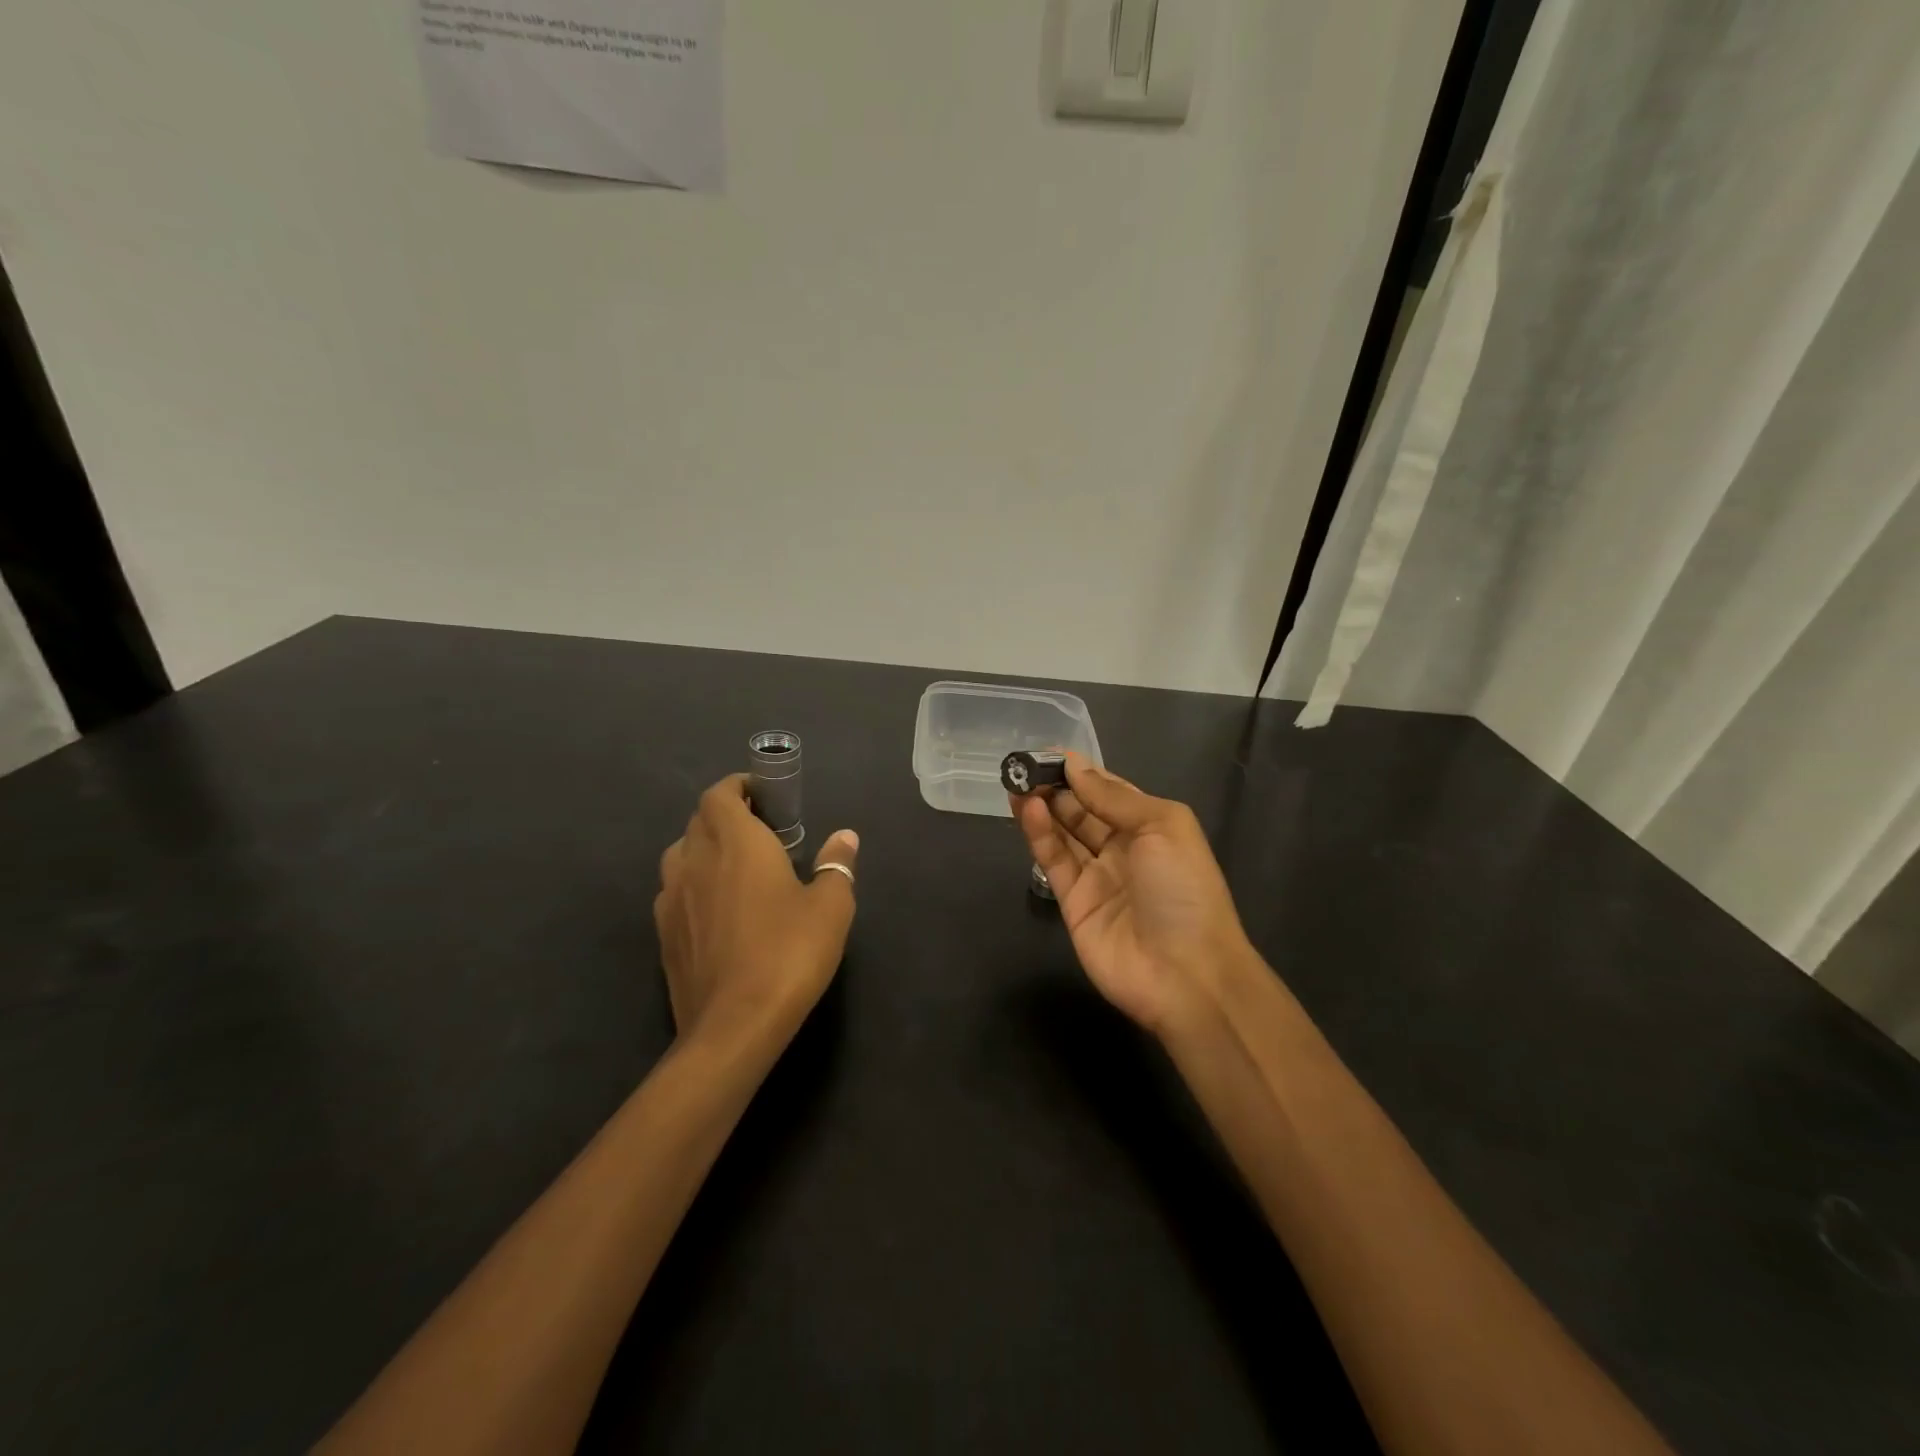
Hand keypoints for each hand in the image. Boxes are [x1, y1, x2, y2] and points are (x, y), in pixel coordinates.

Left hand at [655, 776, 859, 1050]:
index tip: (764, 796)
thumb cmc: (788, 953)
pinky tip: (716, 910)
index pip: (720, 794)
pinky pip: (674, 892)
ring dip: (704, 848)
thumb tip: (845, 837)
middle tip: (761, 833)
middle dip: (725, 815)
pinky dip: (692, 885)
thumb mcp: (830, 907)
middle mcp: (696, 860)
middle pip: (698, 820)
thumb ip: (836, 864)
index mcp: (736, 842)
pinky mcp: (662, 934)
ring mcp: (672, 898)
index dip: (738, 787)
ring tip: (735, 867)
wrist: (734, 1025)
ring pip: (680, 854)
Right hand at [1013, 753, 1252, 1034]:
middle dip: (1056, 787)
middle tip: (1024, 766)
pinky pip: (1054, 861)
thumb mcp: (1162, 826)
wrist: (1186, 973)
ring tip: (1016, 782)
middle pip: (1082, 811)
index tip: (1050, 752)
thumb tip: (1075, 765)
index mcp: (1151, 827)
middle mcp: (1122, 848)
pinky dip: (1040, 835)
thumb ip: (1114, 797)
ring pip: (1063, 833)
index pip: (1110, 791)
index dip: (1082, 772)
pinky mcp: (1073, 903)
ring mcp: (1096, 877)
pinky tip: (1027, 811)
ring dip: (1042, 807)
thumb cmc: (1184, 889)